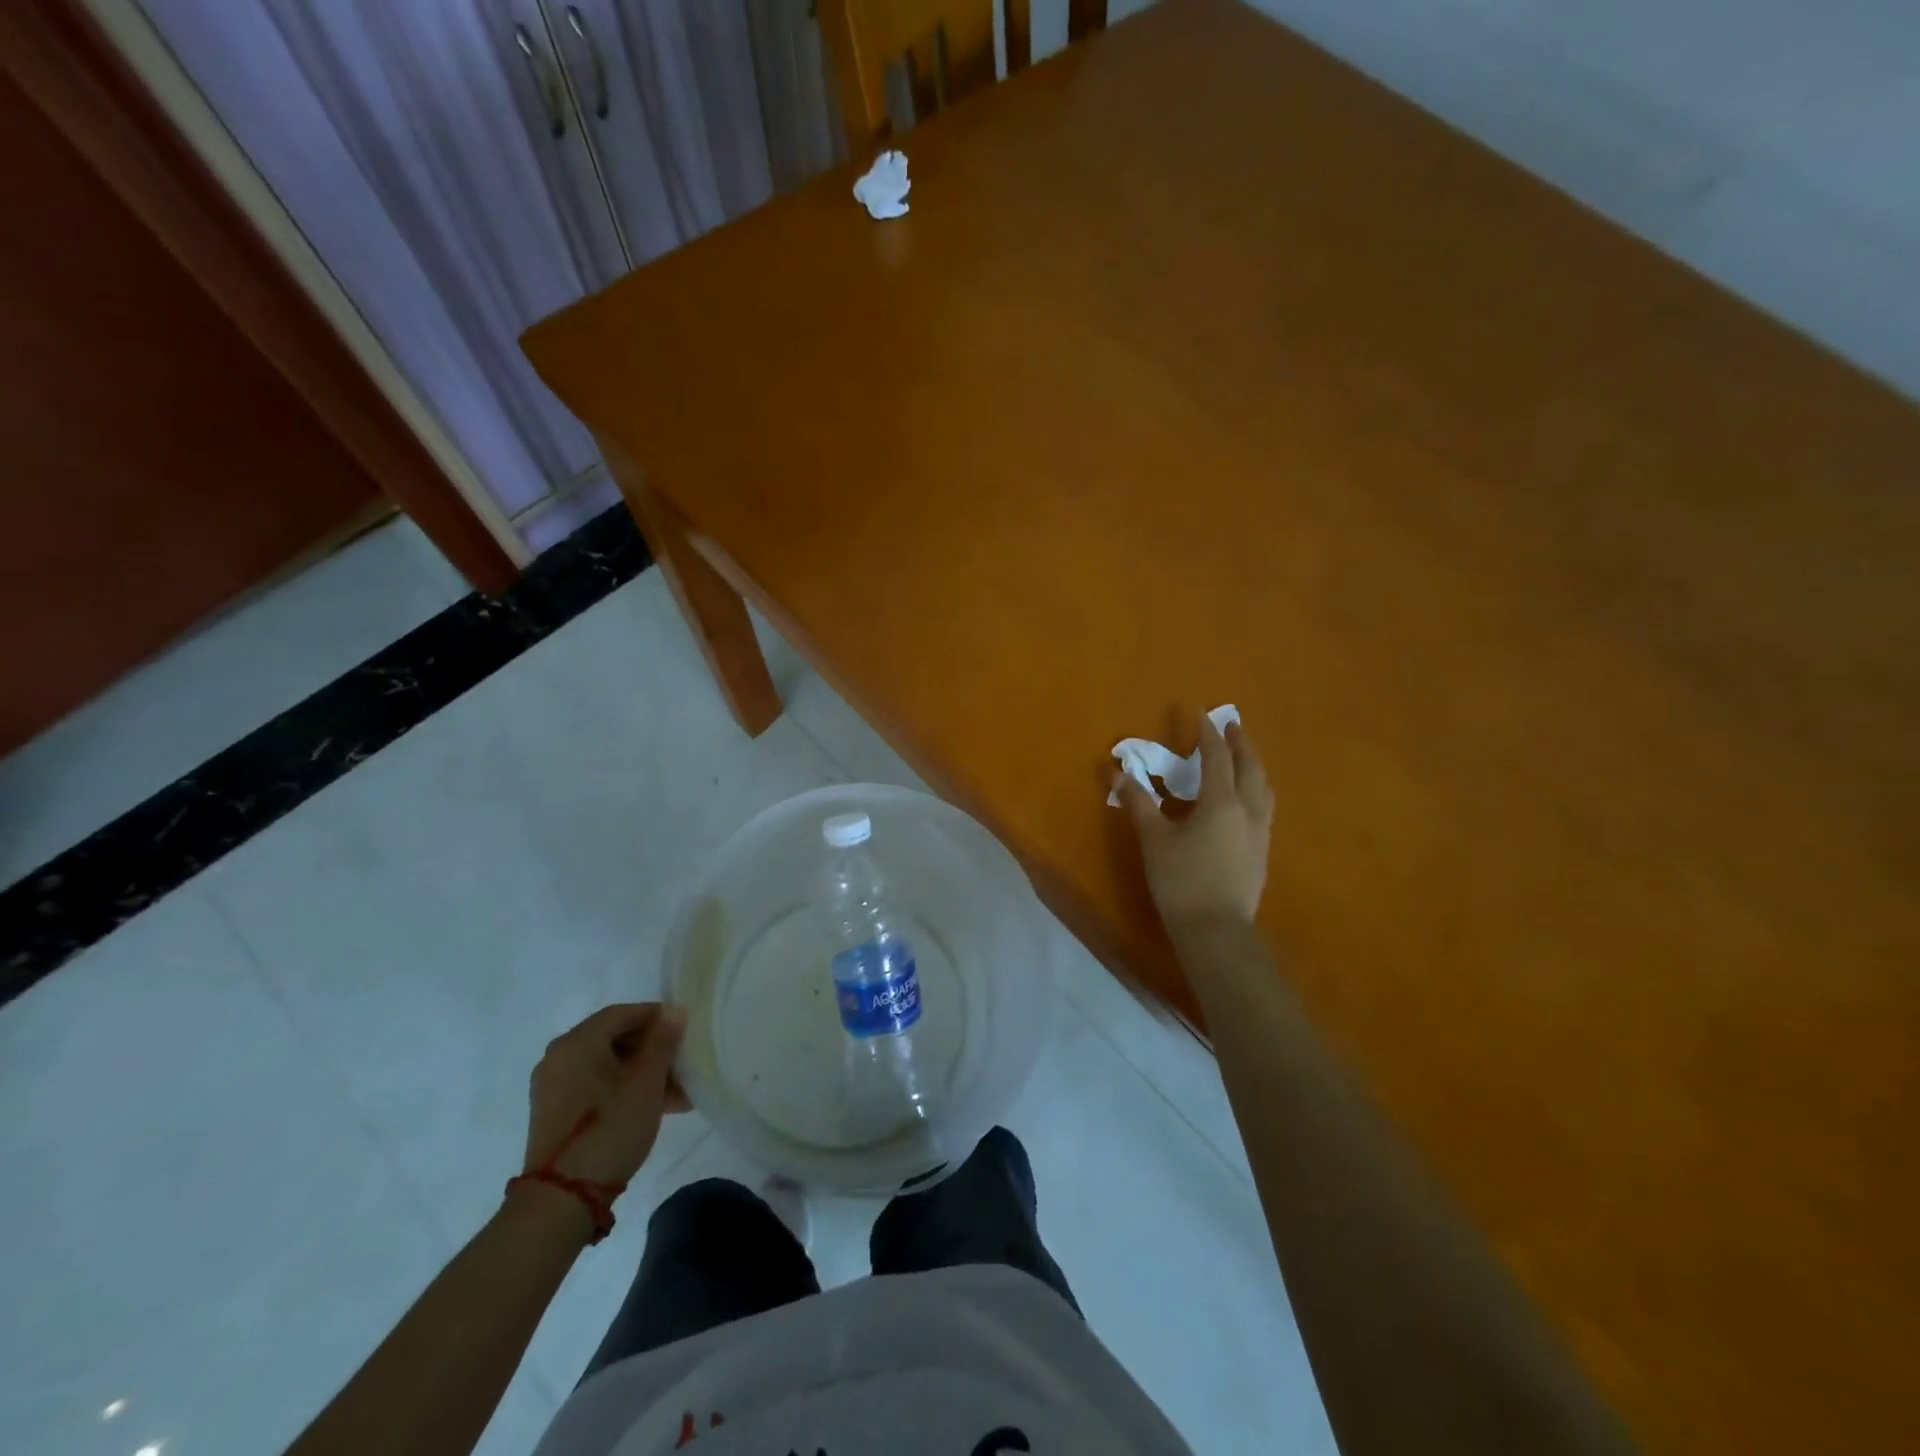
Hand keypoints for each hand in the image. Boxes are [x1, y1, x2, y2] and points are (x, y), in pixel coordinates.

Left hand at [522, 1004, 689, 1187]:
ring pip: (607, 1065)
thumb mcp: (646, 1082)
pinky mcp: (554, 1112)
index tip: (685, 1032)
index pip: (623, 1013)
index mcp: (577, 1041)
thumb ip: (662, 1040)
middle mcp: (559, 1056)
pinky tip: (651, 1108)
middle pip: (614, 1038)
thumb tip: (673, 1010)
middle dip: (653, 1050)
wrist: (561, 1199)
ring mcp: (553, 1086)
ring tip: (676, 1096)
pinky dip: (622, 1089)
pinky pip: (594, 1086)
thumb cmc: (610, 1128)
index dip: (657, 1017)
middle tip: (683, 1067)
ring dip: (642, 1074)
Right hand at [1113, 713, 1273, 936]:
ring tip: (1245, 759)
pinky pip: (1264, 809)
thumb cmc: (1181, 880)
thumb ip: (1138, 803)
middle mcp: (1247, 811)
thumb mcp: (1154, 840)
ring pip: (1263, 789)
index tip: (1202, 714)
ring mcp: (1259, 833)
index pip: (1217, 758)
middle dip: (1241, 744)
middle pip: (1250, 768)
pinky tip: (1246, 802)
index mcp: (1221, 802)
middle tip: (1233, 727)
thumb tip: (1116, 773)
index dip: (1208, 734)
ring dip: (1254, 767)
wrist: (1216, 930)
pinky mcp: (1261, 853)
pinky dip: (1256, 791)